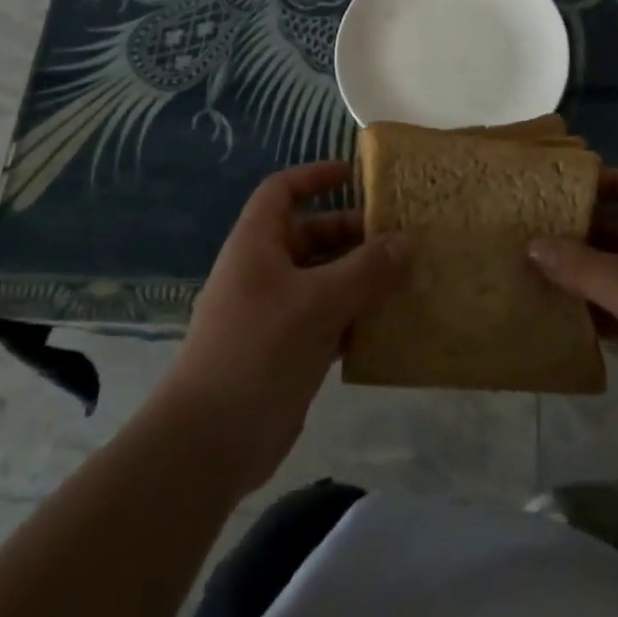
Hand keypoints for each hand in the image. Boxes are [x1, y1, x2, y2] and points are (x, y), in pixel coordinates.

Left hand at [156, 160, 404, 494]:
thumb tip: (406, 242)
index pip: (282, 191)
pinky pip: (327, 320)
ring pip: (323, 280)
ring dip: (360, 278)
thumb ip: (366, 270)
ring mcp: (275, 313)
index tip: (354, 175)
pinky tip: (390, 324)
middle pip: (310, 235)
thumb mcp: (318, 302)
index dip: (314, 177)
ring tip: (407, 277)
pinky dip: (355, 317)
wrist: (210, 441)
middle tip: (400, 237)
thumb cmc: (259, 350)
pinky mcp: (287, 351)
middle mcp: (264, 271)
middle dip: (352, 233)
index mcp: (257, 244)